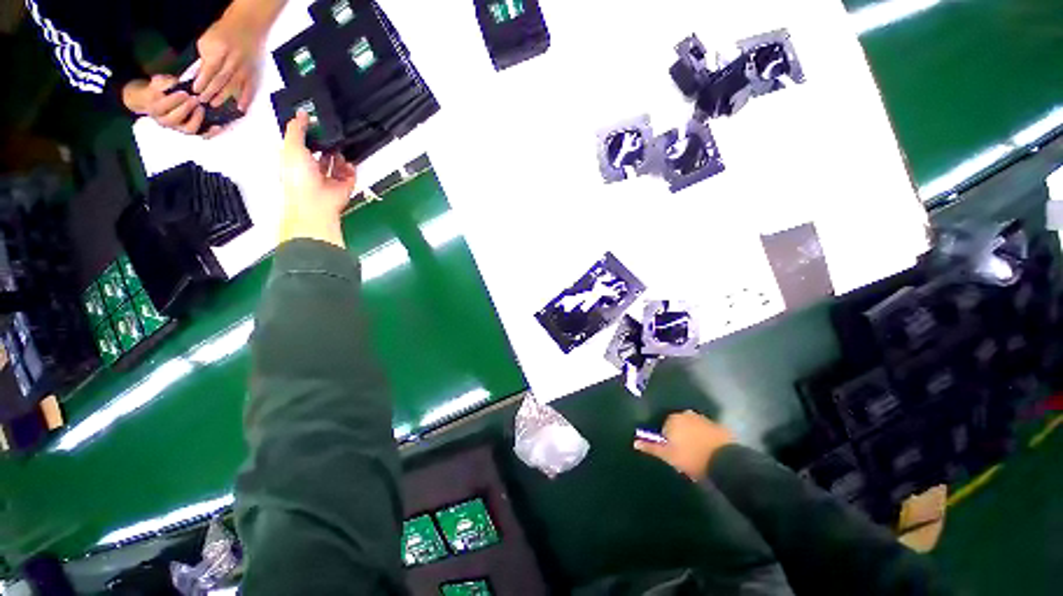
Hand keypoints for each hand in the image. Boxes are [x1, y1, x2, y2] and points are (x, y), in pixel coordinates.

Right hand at [123, 76, 207, 135]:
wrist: (164, 101)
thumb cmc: (163, 90)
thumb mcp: (160, 83)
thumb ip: (164, 83)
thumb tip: (174, 83)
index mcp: (155, 109)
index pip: (162, 107)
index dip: (173, 100)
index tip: (184, 93)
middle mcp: (166, 121)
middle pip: (174, 119)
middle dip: (185, 108)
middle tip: (195, 99)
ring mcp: (179, 128)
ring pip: (188, 129)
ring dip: (196, 119)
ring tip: (201, 108)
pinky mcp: (192, 131)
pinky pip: (202, 135)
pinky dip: (210, 132)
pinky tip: (218, 127)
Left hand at [193, 2, 273, 110]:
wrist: (248, 25)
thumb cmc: (225, 32)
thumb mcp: (208, 40)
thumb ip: (205, 57)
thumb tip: (201, 74)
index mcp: (220, 51)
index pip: (210, 70)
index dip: (202, 81)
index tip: (195, 91)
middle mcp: (234, 61)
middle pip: (221, 80)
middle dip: (211, 91)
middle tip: (203, 101)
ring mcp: (246, 69)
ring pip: (234, 86)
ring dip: (224, 97)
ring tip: (215, 104)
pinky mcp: (254, 73)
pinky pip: (250, 88)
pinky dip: (246, 99)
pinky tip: (241, 108)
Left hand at [279, 112, 356, 246]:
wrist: (316, 202)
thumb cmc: (298, 179)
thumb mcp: (291, 146)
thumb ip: (296, 129)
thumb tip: (301, 114)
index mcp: (295, 161)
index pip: (301, 143)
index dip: (307, 132)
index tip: (313, 121)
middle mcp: (311, 170)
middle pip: (320, 153)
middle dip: (326, 144)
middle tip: (331, 133)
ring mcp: (328, 180)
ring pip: (335, 163)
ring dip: (338, 155)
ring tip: (340, 147)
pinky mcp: (343, 187)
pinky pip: (350, 175)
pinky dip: (350, 168)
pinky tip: (349, 162)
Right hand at [634, 410, 734, 481]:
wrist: (724, 462)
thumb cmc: (691, 458)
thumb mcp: (668, 456)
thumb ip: (651, 447)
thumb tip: (635, 443)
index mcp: (673, 419)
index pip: (664, 426)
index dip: (668, 440)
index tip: (673, 453)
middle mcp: (687, 414)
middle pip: (679, 425)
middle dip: (680, 436)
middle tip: (684, 454)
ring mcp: (704, 419)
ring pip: (693, 427)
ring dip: (693, 436)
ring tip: (697, 454)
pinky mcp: (719, 426)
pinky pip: (708, 431)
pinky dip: (706, 438)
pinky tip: (709, 451)